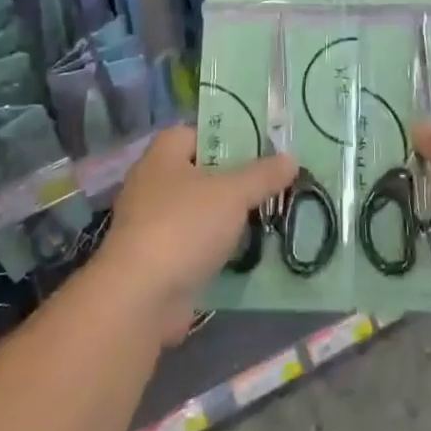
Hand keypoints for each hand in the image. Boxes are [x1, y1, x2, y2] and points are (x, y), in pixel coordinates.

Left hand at [99, 127, 296, 344]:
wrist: (140, 297)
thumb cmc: (184, 226)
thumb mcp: (232, 193)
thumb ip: (262, 174)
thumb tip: (290, 157)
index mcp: (163, 154)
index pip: (198, 132)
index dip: (229, 137)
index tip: (262, 149)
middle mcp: (152, 182)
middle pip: (202, 172)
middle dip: (235, 180)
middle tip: (272, 184)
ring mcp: (152, 222)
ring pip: (200, 210)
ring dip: (228, 217)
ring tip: (268, 217)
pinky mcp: (157, 258)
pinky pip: (194, 242)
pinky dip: (216, 247)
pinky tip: (246, 252)